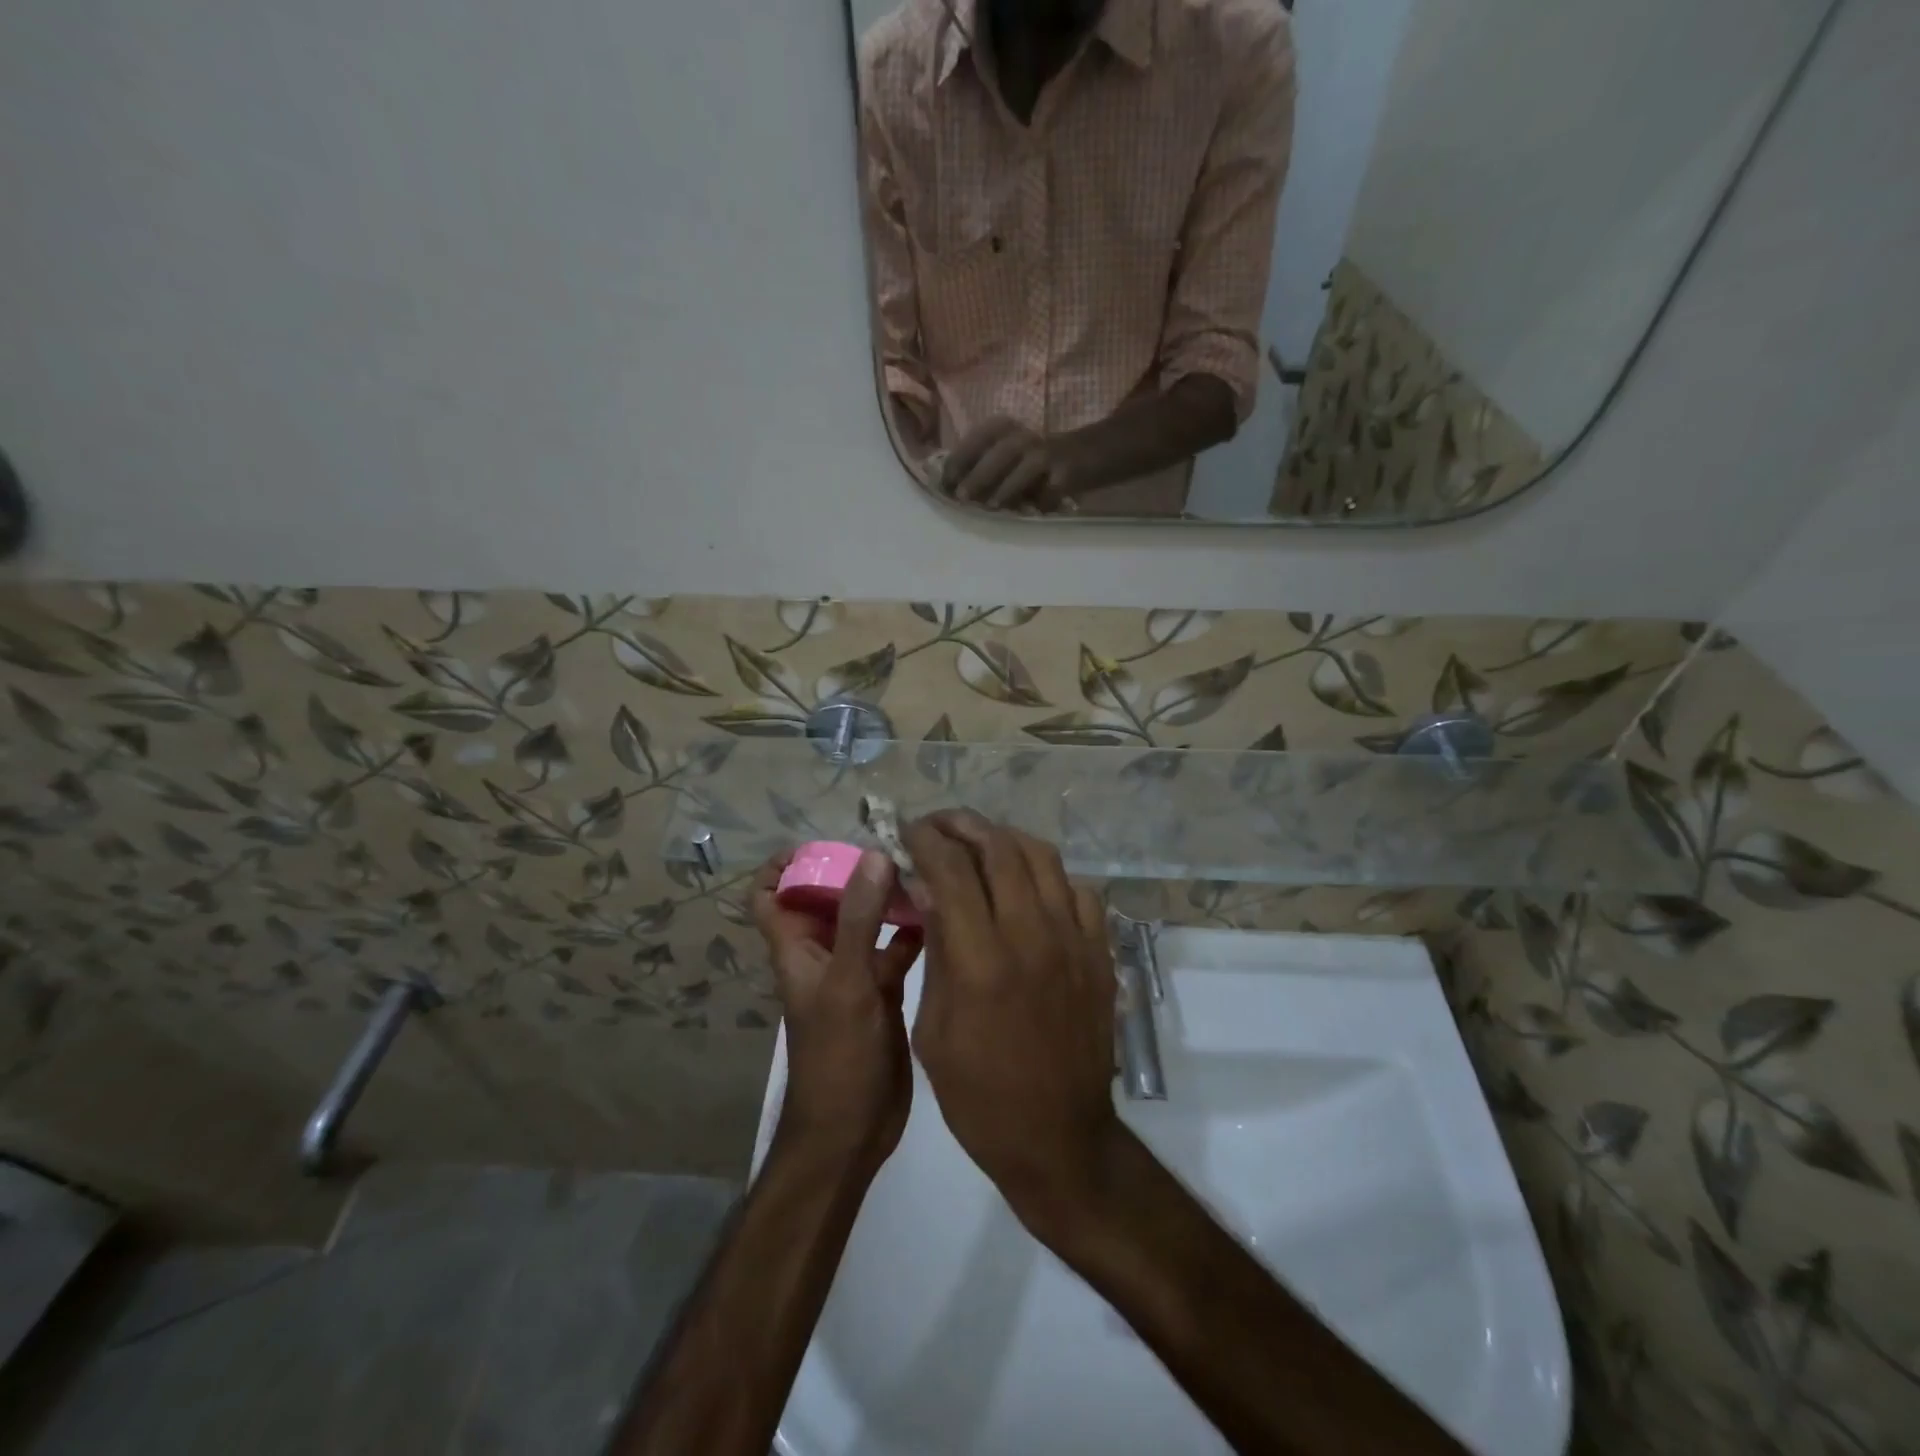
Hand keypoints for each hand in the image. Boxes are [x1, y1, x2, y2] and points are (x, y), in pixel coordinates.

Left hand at [752, 850, 924, 1174]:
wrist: (852, 1131)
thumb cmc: (837, 1057)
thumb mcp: (848, 983)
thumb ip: (860, 920)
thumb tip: (874, 854)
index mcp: (797, 948)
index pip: (770, 895)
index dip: (783, 865)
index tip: (823, 842)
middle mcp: (822, 954)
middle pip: (828, 898)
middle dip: (855, 871)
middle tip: (896, 846)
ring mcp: (854, 972)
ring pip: (866, 921)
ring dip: (887, 898)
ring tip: (924, 870)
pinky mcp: (883, 991)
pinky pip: (896, 949)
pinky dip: (913, 931)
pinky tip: (942, 916)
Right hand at [901, 812, 1119, 1232]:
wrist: (1058, 1138)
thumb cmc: (978, 1095)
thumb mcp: (933, 1029)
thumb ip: (935, 951)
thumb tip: (927, 890)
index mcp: (981, 960)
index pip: (950, 870)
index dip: (924, 840)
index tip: (907, 832)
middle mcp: (1031, 936)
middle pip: (998, 848)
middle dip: (961, 824)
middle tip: (938, 826)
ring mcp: (1074, 941)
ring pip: (1042, 857)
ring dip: (1004, 838)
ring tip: (979, 842)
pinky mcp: (1100, 954)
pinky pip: (1078, 890)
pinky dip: (1048, 875)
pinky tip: (1028, 886)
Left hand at [940, 418, 1081, 512]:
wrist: (1087, 453)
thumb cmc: (1035, 462)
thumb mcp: (1007, 457)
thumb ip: (982, 469)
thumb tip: (950, 492)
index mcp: (1004, 430)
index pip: (977, 439)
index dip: (959, 459)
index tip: (945, 483)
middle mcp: (1024, 436)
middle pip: (1000, 450)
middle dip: (978, 473)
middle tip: (961, 497)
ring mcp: (1047, 453)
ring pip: (1025, 466)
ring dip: (1007, 486)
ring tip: (992, 506)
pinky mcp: (1067, 471)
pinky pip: (1050, 489)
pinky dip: (1039, 502)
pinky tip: (1030, 513)